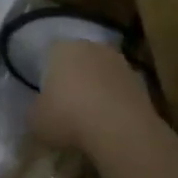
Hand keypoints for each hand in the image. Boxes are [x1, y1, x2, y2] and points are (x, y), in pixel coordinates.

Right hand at [30, 40, 156, 153]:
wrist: (120, 130)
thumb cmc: (68, 117)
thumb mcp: (35, 120)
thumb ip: (35, 110)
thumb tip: (40, 111)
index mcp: (62, 48)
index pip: (50, 54)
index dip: (46, 75)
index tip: (45, 95)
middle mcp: (92, 47)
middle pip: (78, 60)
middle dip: (73, 79)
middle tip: (65, 105)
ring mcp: (120, 62)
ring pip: (101, 74)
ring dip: (96, 90)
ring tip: (88, 117)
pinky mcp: (141, 82)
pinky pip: (119, 91)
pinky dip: (114, 103)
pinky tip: (108, 123)